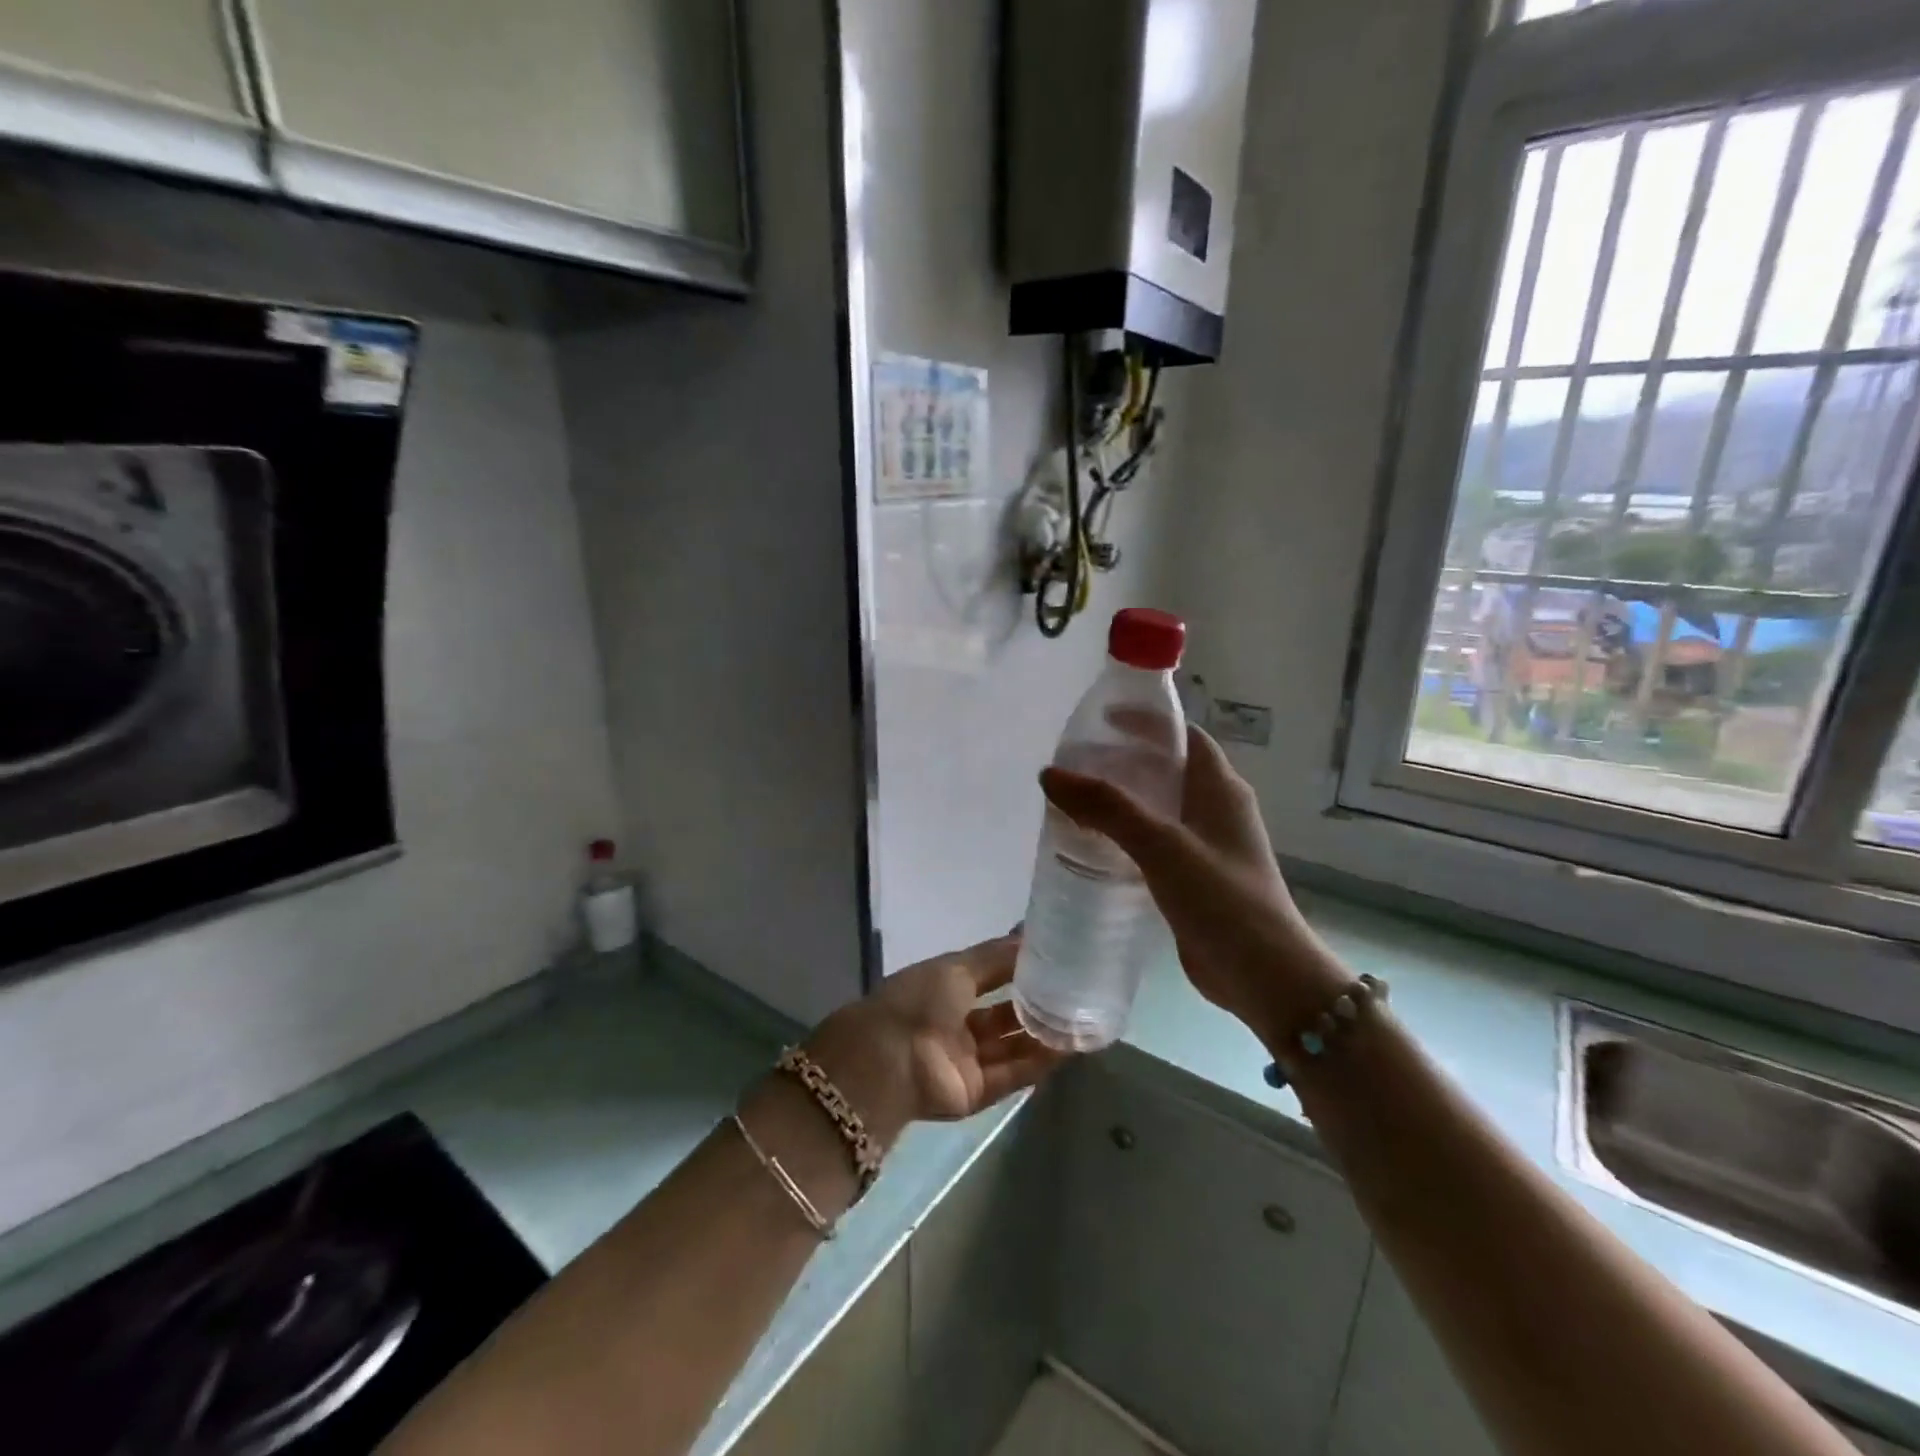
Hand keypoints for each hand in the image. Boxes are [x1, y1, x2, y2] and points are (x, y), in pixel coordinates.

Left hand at [803, 935, 1066, 1148]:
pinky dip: (1039, 1062)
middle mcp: (956, 1024)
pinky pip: (1013, 1074)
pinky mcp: (976, 1092)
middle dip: (1035, 1005)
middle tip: (1076, 992)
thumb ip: (996, 956)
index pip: (989, 977)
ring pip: (1012, 1046)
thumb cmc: (918, 1000)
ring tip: (1082, 1019)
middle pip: (1003, 1015)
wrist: (888, 1060)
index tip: (1055, 960)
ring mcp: (966, 1060)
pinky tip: (1069, 1048)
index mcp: (944, 989)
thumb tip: (1029, 935)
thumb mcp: (957, 968)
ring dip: (1043, 1035)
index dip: (1018, 969)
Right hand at [1039, 726, 1347, 1049]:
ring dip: (1121, 802)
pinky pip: (1155, 844)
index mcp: (1220, 788)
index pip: (1182, 736)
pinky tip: (1093, 849)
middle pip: (1166, 770)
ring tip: (1074, 803)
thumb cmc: (1221, 899)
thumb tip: (1051, 774)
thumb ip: (1106, 807)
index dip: (1145, 723)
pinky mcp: (1195, 879)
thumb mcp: (1161, 845)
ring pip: (1158, 809)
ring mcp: (1207, 847)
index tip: (1099, 722)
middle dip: (1123, 762)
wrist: (1265, 978)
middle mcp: (1216, 810)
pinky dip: (1125, 837)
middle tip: (1075, 766)